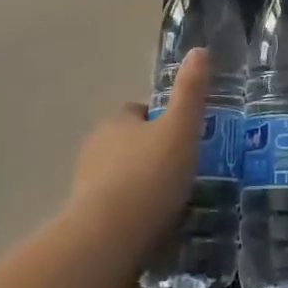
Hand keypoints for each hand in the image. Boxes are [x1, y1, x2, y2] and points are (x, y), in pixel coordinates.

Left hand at [65, 49, 209, 251]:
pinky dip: (133, 213)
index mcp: (116, 123)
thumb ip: (191, 92)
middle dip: (151, 154)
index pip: (138, 112)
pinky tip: (155, 227)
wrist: (109, 238)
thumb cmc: (149, 175)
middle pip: (129, 144)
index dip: (161, 120)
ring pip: (121, 177)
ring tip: (173, 202)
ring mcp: (87, 186)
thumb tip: (199, 50)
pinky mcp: (87, 220)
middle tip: (184, 170)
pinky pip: (116, 208)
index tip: (184, 136)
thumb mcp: (180, 128)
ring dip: (142, 185)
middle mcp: (95, 149)